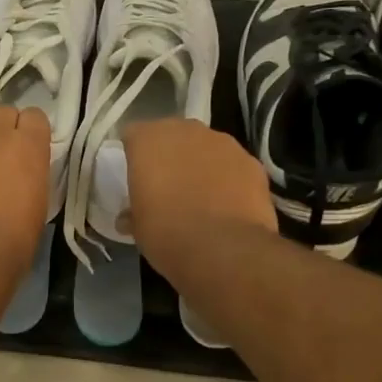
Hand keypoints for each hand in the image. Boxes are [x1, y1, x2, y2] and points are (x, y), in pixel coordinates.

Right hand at [121, 119, 274, 273]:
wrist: (225, 250)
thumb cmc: (168, 234)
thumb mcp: (138, 228)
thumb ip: (133, 212)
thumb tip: (129, 217)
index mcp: (149, 141)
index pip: (133, 135)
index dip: (132, 155)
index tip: (134, 176)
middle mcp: (186, 131)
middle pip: (172, 135)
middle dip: (168, 155)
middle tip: (165, 185)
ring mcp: (223, 143)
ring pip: (205, 147)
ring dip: (199, 163)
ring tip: (199, 195)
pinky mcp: (252, 162)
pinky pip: (232, 165)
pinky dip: (227, 178)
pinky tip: (226, 204)